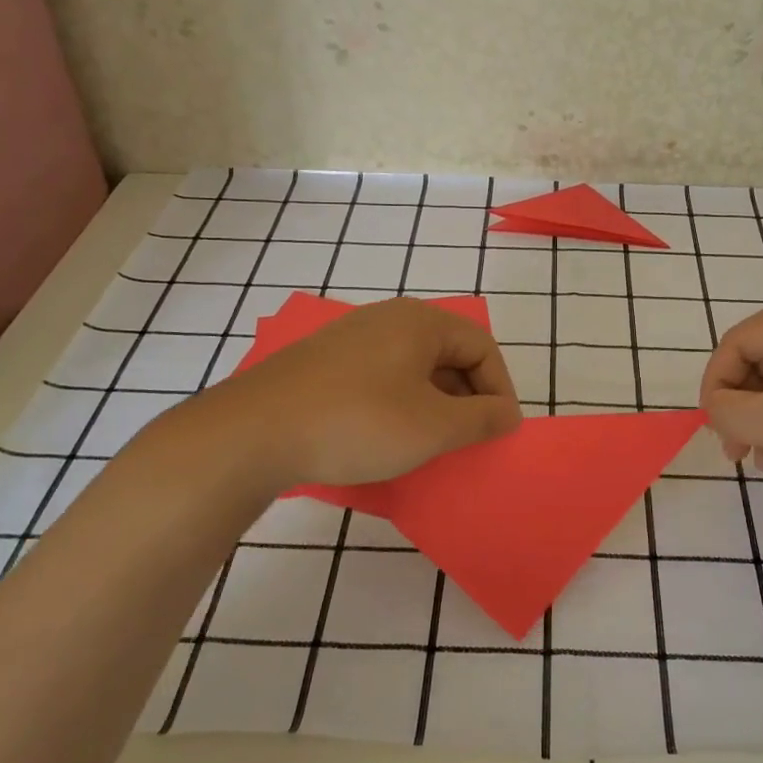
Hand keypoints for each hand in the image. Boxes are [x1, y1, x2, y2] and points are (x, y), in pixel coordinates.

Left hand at [192, 297, 521, 489]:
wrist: (254, 432)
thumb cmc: (358, 422)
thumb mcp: (433, 427)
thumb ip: (481, 418)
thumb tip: (508, 413)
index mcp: (420, 322)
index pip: (482, 346)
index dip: (499, 389)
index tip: (499, 432)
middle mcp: (388, 319)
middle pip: (448, 353)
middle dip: (467, 397)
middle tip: (467, 439)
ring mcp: (351, 338)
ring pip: (413, 367)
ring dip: (433, 404)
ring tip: (430, 443)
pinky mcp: (324, 362)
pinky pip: (381, 377)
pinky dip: (398, 404)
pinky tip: (386, 436)